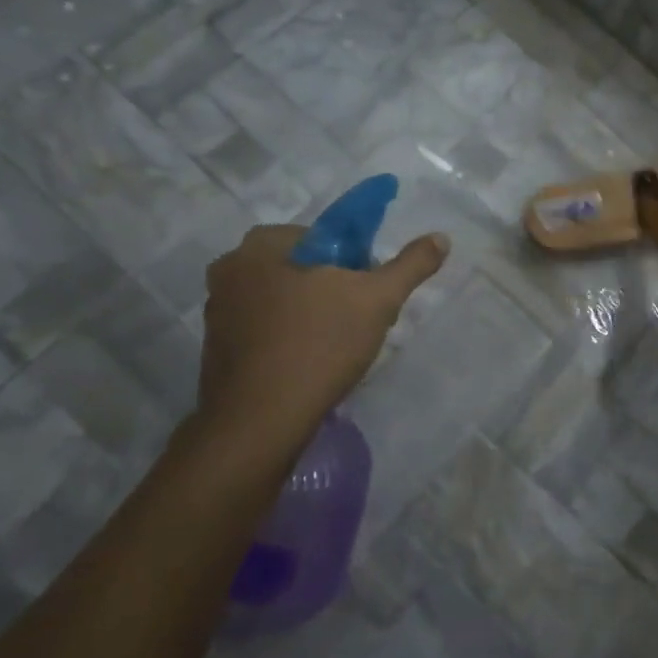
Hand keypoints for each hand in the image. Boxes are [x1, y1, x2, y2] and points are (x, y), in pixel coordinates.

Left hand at [189, 225, 449, 461]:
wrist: (261, 421)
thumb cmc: (319, 344)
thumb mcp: (378, 299)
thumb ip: (411, 265)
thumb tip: (441, 237)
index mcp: (260, 246)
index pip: (321, 236)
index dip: (353, 261)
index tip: (368, 292)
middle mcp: (229, 270)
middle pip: (301, 268)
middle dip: (332, 288)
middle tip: (359, 318)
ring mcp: (218, 312)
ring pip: (282, 299)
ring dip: (310, 313)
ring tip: (338, 345)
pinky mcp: (216, 349)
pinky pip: (265, 329)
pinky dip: (289, 338)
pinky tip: (310, 363)